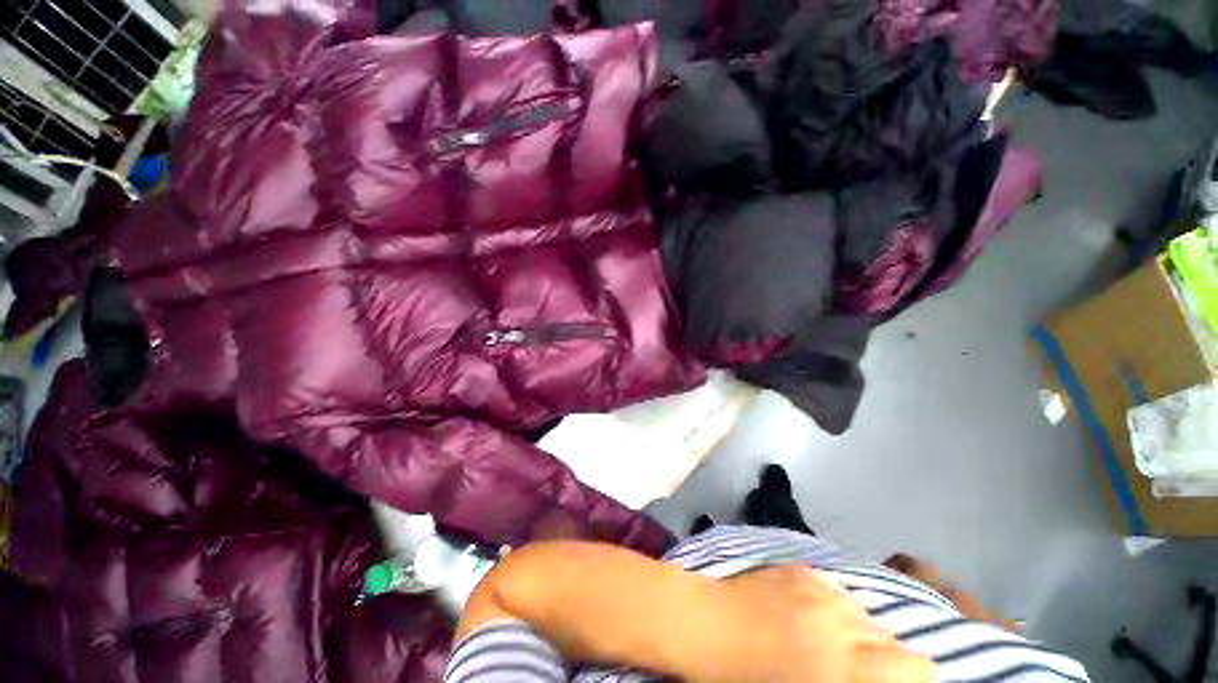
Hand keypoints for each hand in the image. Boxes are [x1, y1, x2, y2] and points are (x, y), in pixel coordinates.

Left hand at [692, 565, 934, 682]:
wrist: (704, 624)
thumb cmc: (747, 678)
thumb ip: (852, 681)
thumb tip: (868, 673)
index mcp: (846, 666)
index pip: (916, 666)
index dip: (911, 677)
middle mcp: (842, 622)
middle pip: (891, 638)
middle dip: (880, 657)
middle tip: (851, 669)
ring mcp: (820, 589)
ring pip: (864, 613)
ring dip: (856, 629)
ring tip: (826, 641)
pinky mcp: (800, 569)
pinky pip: (836, 590)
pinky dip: (833, 607)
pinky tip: (809, 615)